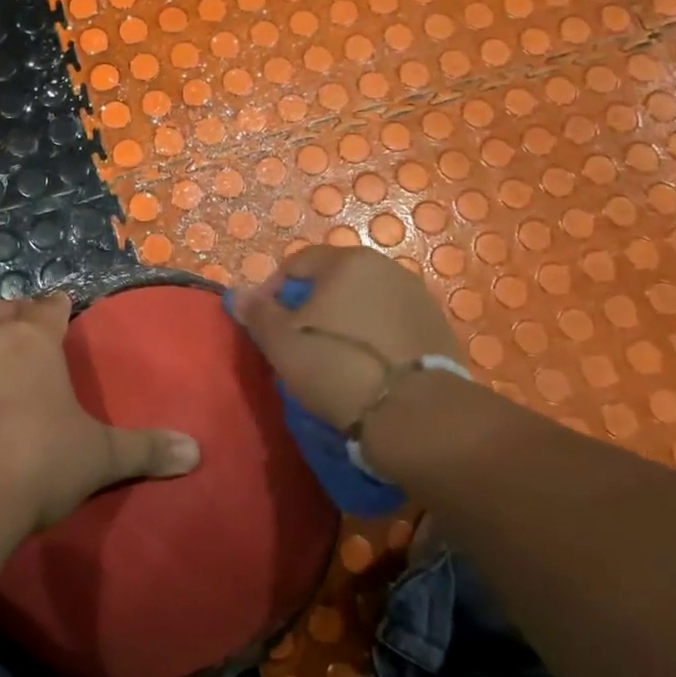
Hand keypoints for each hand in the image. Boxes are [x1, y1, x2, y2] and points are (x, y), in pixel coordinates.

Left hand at [0, 292, 200, 530]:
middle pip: (6, 314)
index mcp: (38, 345)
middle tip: (23, 316)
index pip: (52, 312)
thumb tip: (198, 452)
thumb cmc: (39, 461)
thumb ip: (148, 450)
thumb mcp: (100, 457)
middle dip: (17, 314)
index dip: (58, 306)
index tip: (61, 301)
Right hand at [231, 245, 464, 430]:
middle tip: (295, 343)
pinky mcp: (437, 330)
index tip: (264, 326)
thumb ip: (258, 313)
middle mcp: (387, 268)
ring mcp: (417, 298)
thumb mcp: (282, 343)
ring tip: (330, 359)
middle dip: (310, 307)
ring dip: (342, 322)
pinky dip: (372, 338)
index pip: (296, 264)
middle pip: (333, 281)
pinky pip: (389, 325)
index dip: (272, 291)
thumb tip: (238, 294)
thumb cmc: (338, 368)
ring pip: (363, 303)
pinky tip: (364, 369)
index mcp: (348, 262)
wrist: (416, 415)